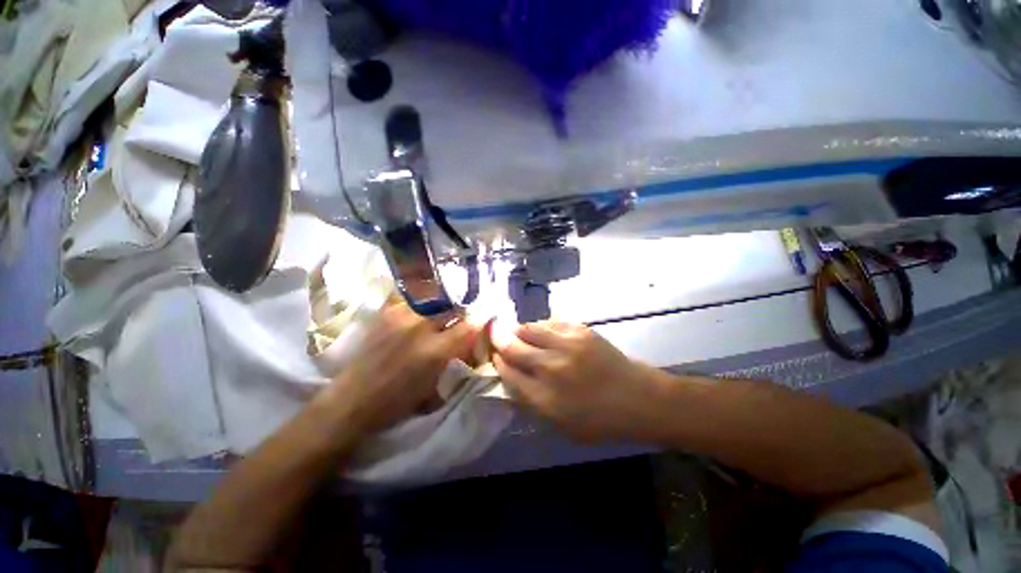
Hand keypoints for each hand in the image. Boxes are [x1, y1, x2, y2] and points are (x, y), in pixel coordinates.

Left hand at [326, 304, 475, 432]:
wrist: (351, 401)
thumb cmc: (396, 404)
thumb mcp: (434, 389)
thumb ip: (454, 361)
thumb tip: (468, 345)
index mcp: (436, 350)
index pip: (469, 326)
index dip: (477, 326)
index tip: (477, 328)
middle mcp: (421, 326)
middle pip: (453, 308)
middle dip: (459, 316)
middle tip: (457, 324)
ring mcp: (402, 316)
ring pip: (434, 301)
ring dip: (440, 309)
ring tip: (437, 319)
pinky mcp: (387, 313)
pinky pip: (413, 302)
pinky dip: (421, 307)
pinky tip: (418, 317)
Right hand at [491, 320, 665, 441]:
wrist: (640, 399)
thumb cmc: (600, 421)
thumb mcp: (560, 426)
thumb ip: (531, 403)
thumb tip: (510, 379)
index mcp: (544, 398)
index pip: (508, 373)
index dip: (497, 362)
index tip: (493, 356)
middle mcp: (552, 368)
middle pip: (514, 346)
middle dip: (499, 338)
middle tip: (493, 333)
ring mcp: (567, 345)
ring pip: (529, 328)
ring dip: (518, 329)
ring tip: (515, 330)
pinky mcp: (581, 330)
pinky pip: (550, 322)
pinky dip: (540, 325)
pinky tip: (540, 331)